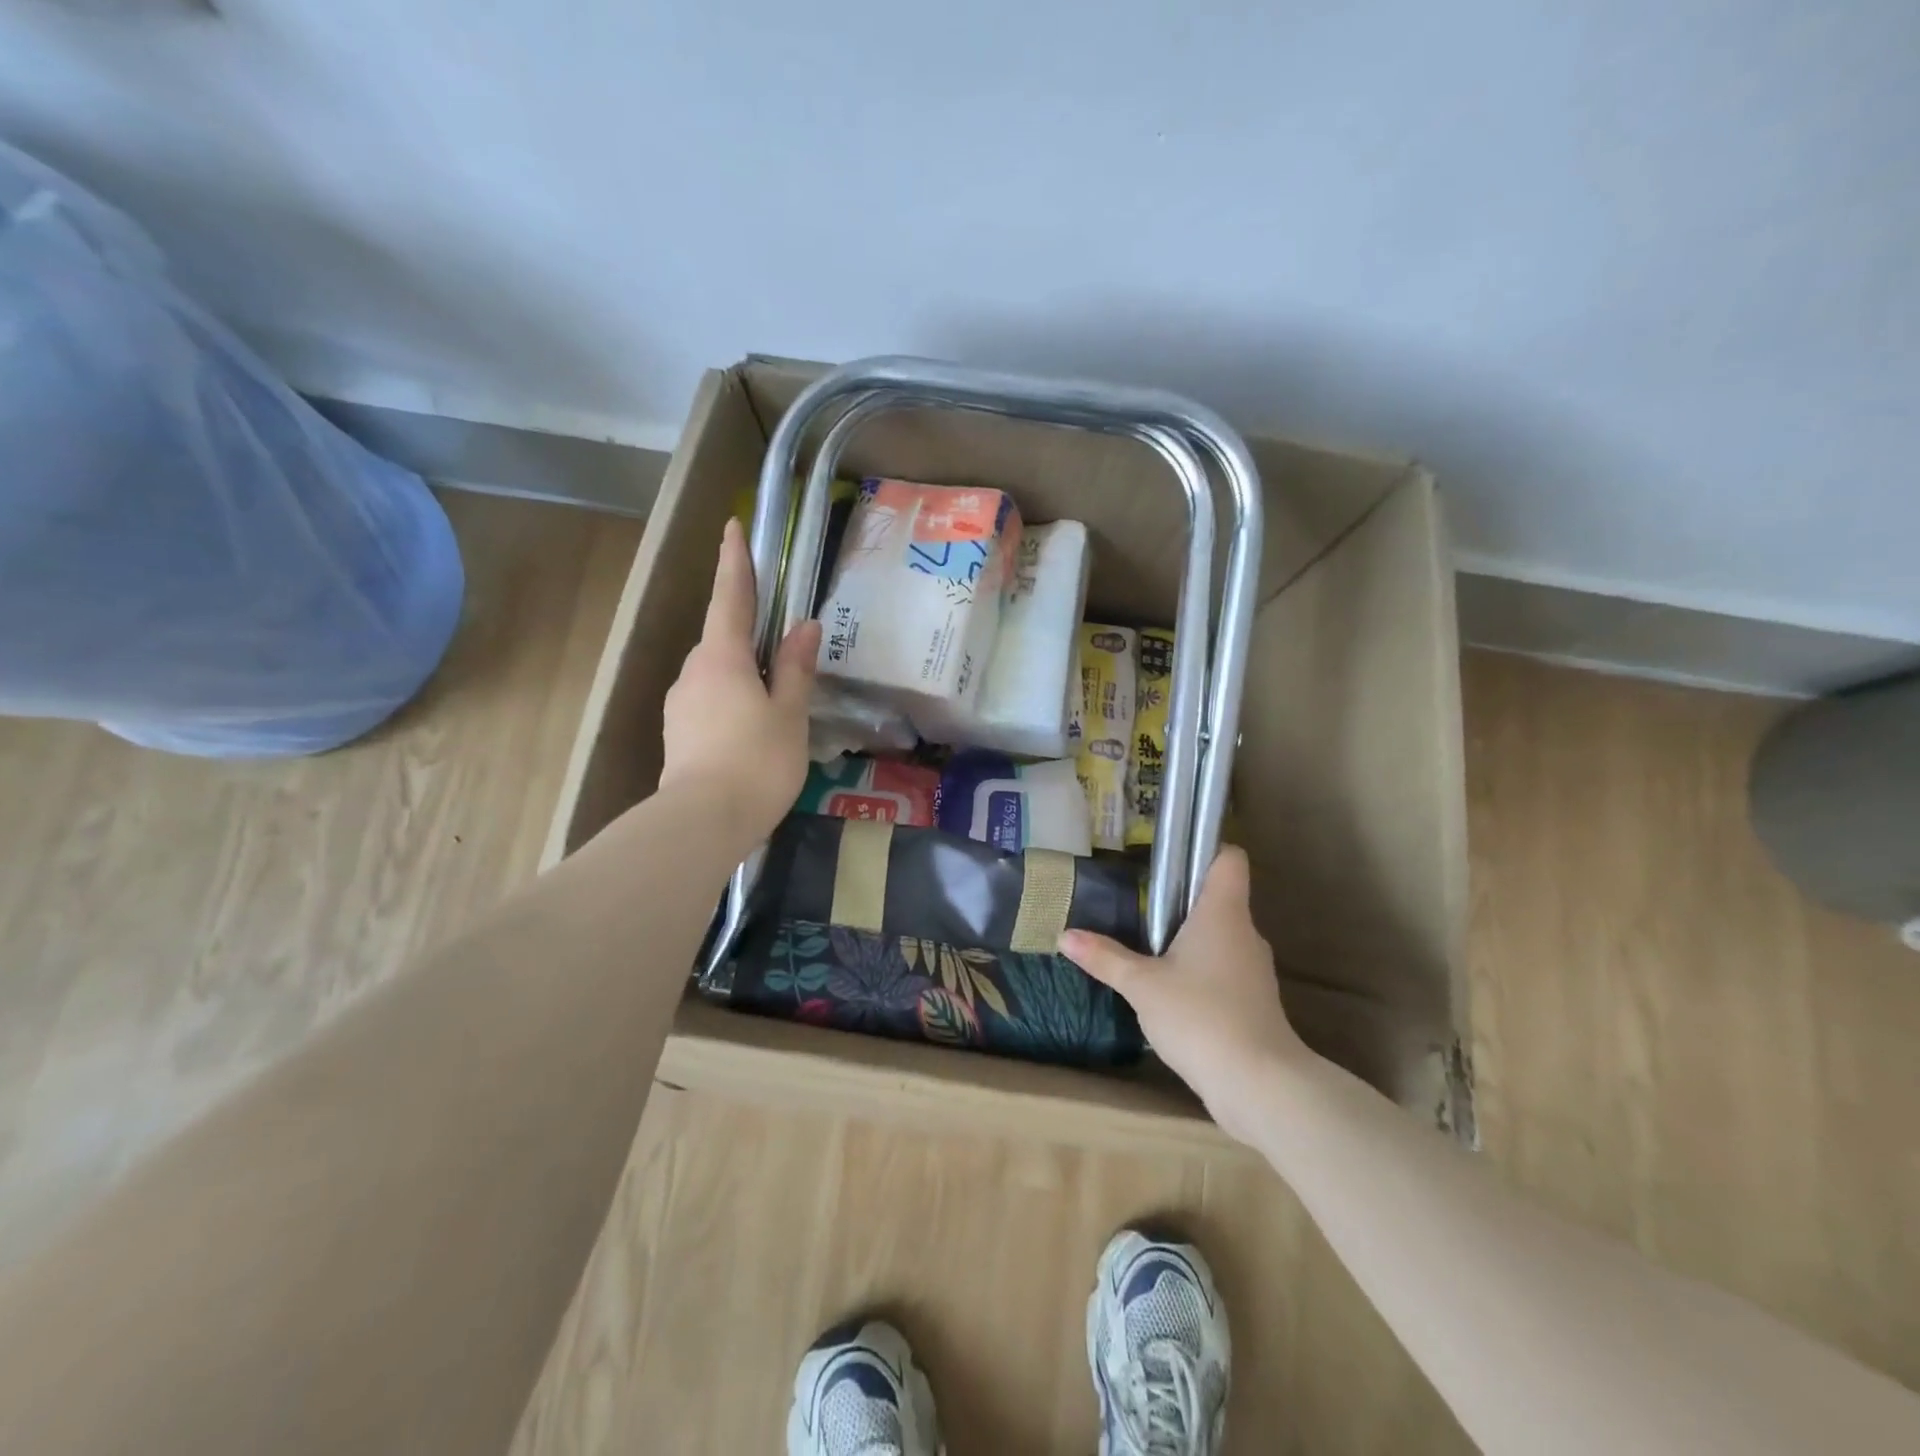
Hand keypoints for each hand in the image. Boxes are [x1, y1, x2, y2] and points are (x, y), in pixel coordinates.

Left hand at [660, 518, 820, 846]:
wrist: (702, 822)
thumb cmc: (757, 761)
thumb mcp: (789, 713)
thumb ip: (795, 668)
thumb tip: (804, 626)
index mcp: (722, 657)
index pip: (730, 597)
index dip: (734, 561)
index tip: (732, 527)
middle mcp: (694, 671)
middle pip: (723, 638)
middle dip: (747, 634)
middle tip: (781, 649)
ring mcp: (681, 703)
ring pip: (716, 674)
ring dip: (742, 674)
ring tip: (773, 702)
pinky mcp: (678, 733)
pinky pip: (710, 701)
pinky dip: (731, 701)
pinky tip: (751, 730)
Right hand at [1059, 847, 1304, 1144]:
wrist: (1259, 1085)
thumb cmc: (1200, 1016)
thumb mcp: (1142, 985)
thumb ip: (1105, 958)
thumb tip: (1064, 935)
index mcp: (1223, 912)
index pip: (1229, 859)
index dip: (1205, 849)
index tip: (1170, 859)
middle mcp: (1244, 932)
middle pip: (1218, 898)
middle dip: (1182, 900)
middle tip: (1139, 906)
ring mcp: (1253, 969)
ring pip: (1219, 938)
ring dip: (1189, 940)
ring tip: (1148, 949)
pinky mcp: (1254, 1002)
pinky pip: (1223, 971)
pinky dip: (1200, 973)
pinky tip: (1170, 992)